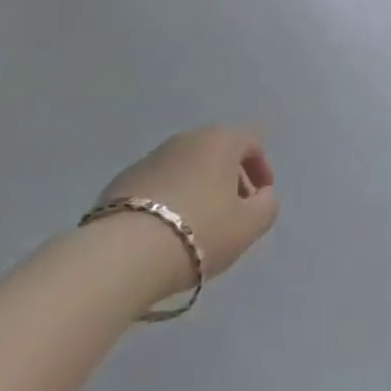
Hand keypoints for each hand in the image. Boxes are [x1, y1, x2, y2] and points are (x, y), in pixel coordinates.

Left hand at [99, 126, 278, 291]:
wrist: (124, 252)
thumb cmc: (199, 231)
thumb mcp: (247, 226)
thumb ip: (266, 207)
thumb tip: (263, 196)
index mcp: (220, 140)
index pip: (251, 141)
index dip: (262, 168)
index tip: (261, 199)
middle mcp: (186, 138)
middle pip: (218, 151)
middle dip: (231, 179)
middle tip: (234, 213)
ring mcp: (152, 156)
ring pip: (187, 166)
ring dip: (200, 188)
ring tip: (200, 226)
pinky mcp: (124, 179)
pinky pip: (160, 183)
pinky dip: (171, 198)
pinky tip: (168, 230)